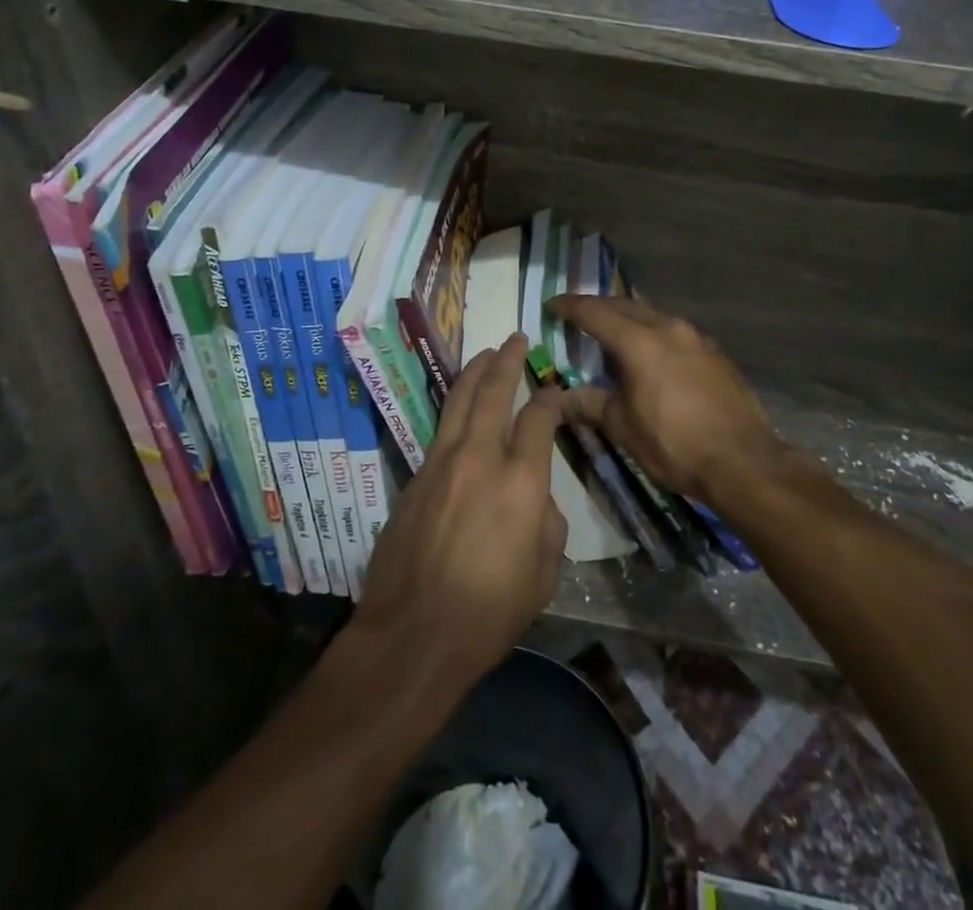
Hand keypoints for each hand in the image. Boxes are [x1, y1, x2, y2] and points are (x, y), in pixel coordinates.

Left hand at [353, 334, 568, 693]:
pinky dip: (455, 408)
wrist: (414, 634)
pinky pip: (439, 429)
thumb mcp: (544, 575)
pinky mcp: (415, 477)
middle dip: (507, 360)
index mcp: (521, 480)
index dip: (552, 398)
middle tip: (515, 339)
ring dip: (475, 372)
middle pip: (493, 391)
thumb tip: (535, 498)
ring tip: (486, 354)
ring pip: (459, 401)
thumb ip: (547, 523)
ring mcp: (441, 463)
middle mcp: (480, 458)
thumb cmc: (489, 612)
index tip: (558, 392)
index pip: (539, 417)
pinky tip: (460, 407)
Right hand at [550, 295, 779, 505]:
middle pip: (625, 306)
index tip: (552, 305)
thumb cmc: (674, 445)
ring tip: (613, 335)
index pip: (594, 312)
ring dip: (629, 319)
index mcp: (639, 341)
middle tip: (579, 317)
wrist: (744, 462)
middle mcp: (668, 328)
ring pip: (653, 316)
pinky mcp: (715, 353)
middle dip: (599, 308)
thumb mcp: (623, 427)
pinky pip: (674, 332)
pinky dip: (654, 334)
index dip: (570, 306)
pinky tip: (652, 356)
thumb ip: (591, 404)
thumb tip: (561, 398)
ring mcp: (696, 338)